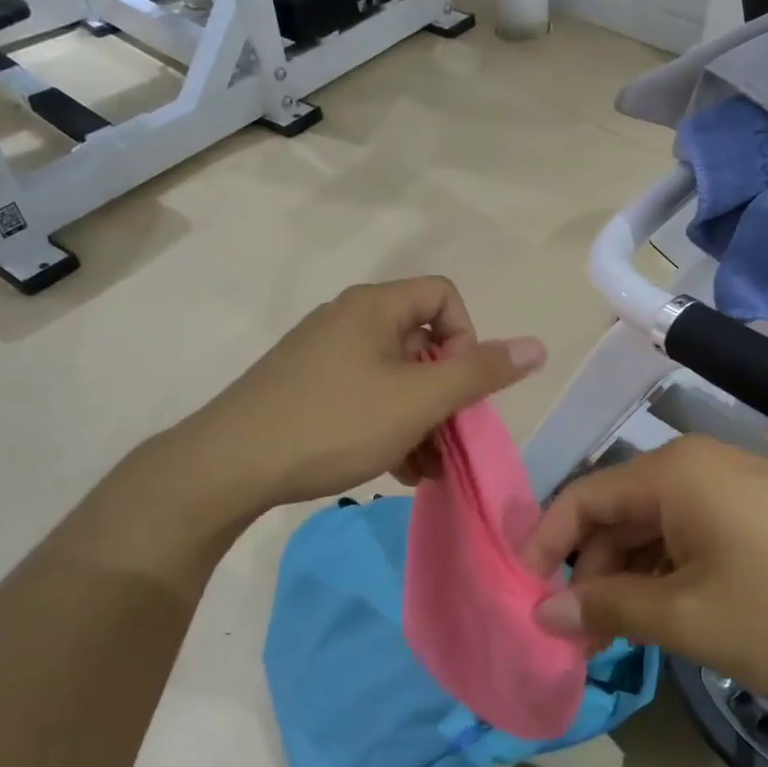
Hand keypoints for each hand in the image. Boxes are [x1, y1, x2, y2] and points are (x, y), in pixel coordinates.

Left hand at [194, 277, 545, 510]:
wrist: (230, 465)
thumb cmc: (333, 423)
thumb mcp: (417, 400)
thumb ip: (480, 372)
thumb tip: (538, 346)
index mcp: (374, 307)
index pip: (444, 296)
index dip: (466, 338)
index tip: (458, 387)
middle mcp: (348, 319)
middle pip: (421, 342)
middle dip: (444, 395)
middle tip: (447, 440)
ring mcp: (323, 355)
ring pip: (394, 377)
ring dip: (420, 421)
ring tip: (424, 470)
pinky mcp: (305, 388)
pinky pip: (364, 397)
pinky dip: (387, 428)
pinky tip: (394, 470)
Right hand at [521, 436, 767, 698]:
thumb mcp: (693, 620)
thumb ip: (610, 609)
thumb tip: (543, 609)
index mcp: (670, 473)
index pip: (580, 498)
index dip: (543, 545)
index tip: (523, 596)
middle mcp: (697, 464)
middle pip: (617, 512)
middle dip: (592, 571)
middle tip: (581, 636)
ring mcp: (736, 483)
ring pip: (658, 527)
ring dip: (633, 577)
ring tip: (627, 636)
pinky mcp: (765, 508)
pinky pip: (696, 532)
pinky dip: (674, 572)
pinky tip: (678, 615)